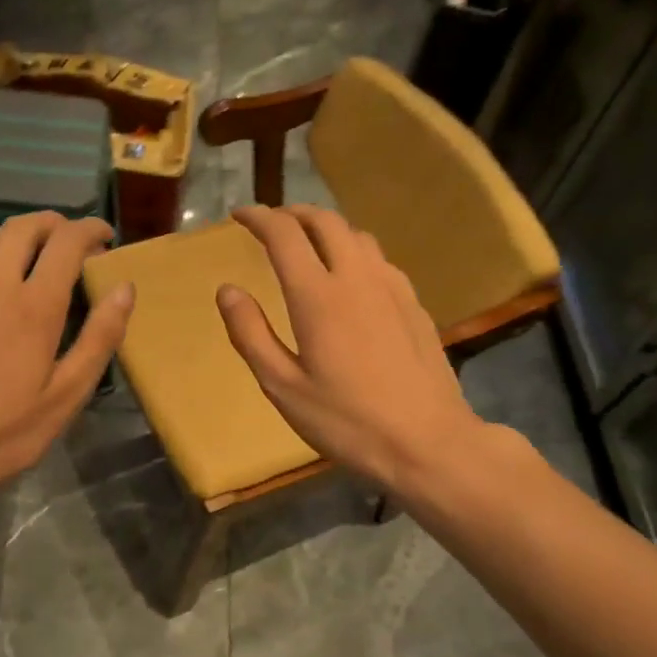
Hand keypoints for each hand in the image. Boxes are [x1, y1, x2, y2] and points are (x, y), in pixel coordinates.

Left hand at [0, 213, 133, 514]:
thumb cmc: (4, 433)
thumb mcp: (66, 396)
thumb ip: (100, 338)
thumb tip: (124, 289)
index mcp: (34, 306)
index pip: (67, 242)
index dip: (91, 230)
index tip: (106, 238)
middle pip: (25, 227)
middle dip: (55, 224)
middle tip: (73, 242)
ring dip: (19, 234)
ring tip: (35, 253)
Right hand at [217, 204, 480, 491]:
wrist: (428, 443)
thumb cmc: (347, 421)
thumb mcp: (283, 386)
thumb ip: (251, 333)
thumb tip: (227, 290)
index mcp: (318, 296)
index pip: (284, 234)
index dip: (259, 217)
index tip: (240, 215)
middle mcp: (357, 278)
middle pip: (325, 221)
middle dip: (293, 213)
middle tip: (271, 223)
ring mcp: (392, 288)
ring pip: (356, 235)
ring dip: (326, 228)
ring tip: (307, 244)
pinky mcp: (414, 304)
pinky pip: (379, 259)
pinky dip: (353, 251)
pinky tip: (350, 277)